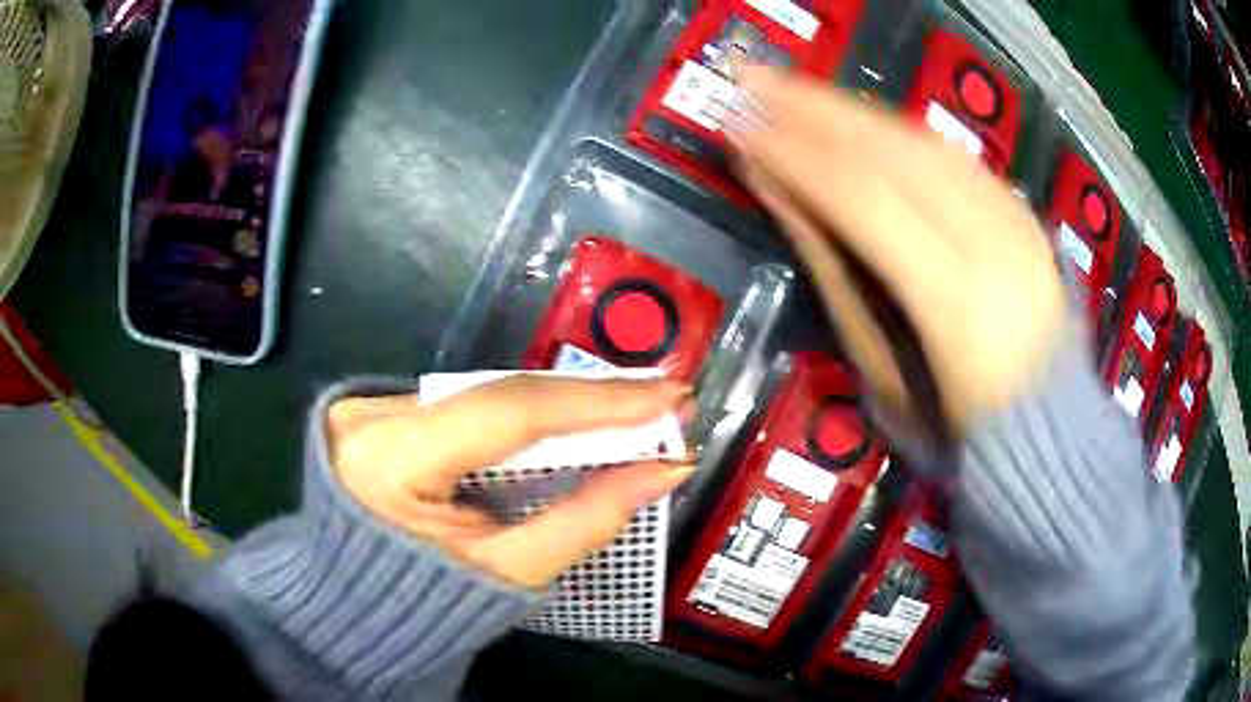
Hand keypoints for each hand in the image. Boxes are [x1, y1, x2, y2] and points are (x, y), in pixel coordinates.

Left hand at [325, 376, 693, 587]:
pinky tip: (568, 421)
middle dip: (586, 402)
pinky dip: (520, 415)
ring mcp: (369, 405)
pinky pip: (465, 404)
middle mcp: (372, 415)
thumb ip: (587, 518)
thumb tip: (665, 470)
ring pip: (486, 394)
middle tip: (661, 404)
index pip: (507, 413)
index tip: (669, 397)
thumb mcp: (508, 572)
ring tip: (628, 412)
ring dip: (558, 406)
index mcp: (389, 461)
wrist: (354, 605)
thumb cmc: (425, 603)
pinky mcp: (376, 408)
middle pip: (499, 395)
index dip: (595, 402)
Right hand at [727, 67, 1066, 432]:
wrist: (1049, 431)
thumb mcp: (886, 376)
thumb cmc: (959, 429)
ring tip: (792, 89)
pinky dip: (898, 129)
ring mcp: (1017, 223)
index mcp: (958, 303)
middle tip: (751, 80)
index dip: (796, 153)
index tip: (740, 125)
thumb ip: (837, 279)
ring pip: (923, 142)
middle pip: (894, 152)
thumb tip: (782, 196)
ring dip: (851, 109)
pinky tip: (859, 116)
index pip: (863, 199)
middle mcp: (994, 245)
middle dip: (814, 109)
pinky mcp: (1024, 215)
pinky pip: (953, 154)